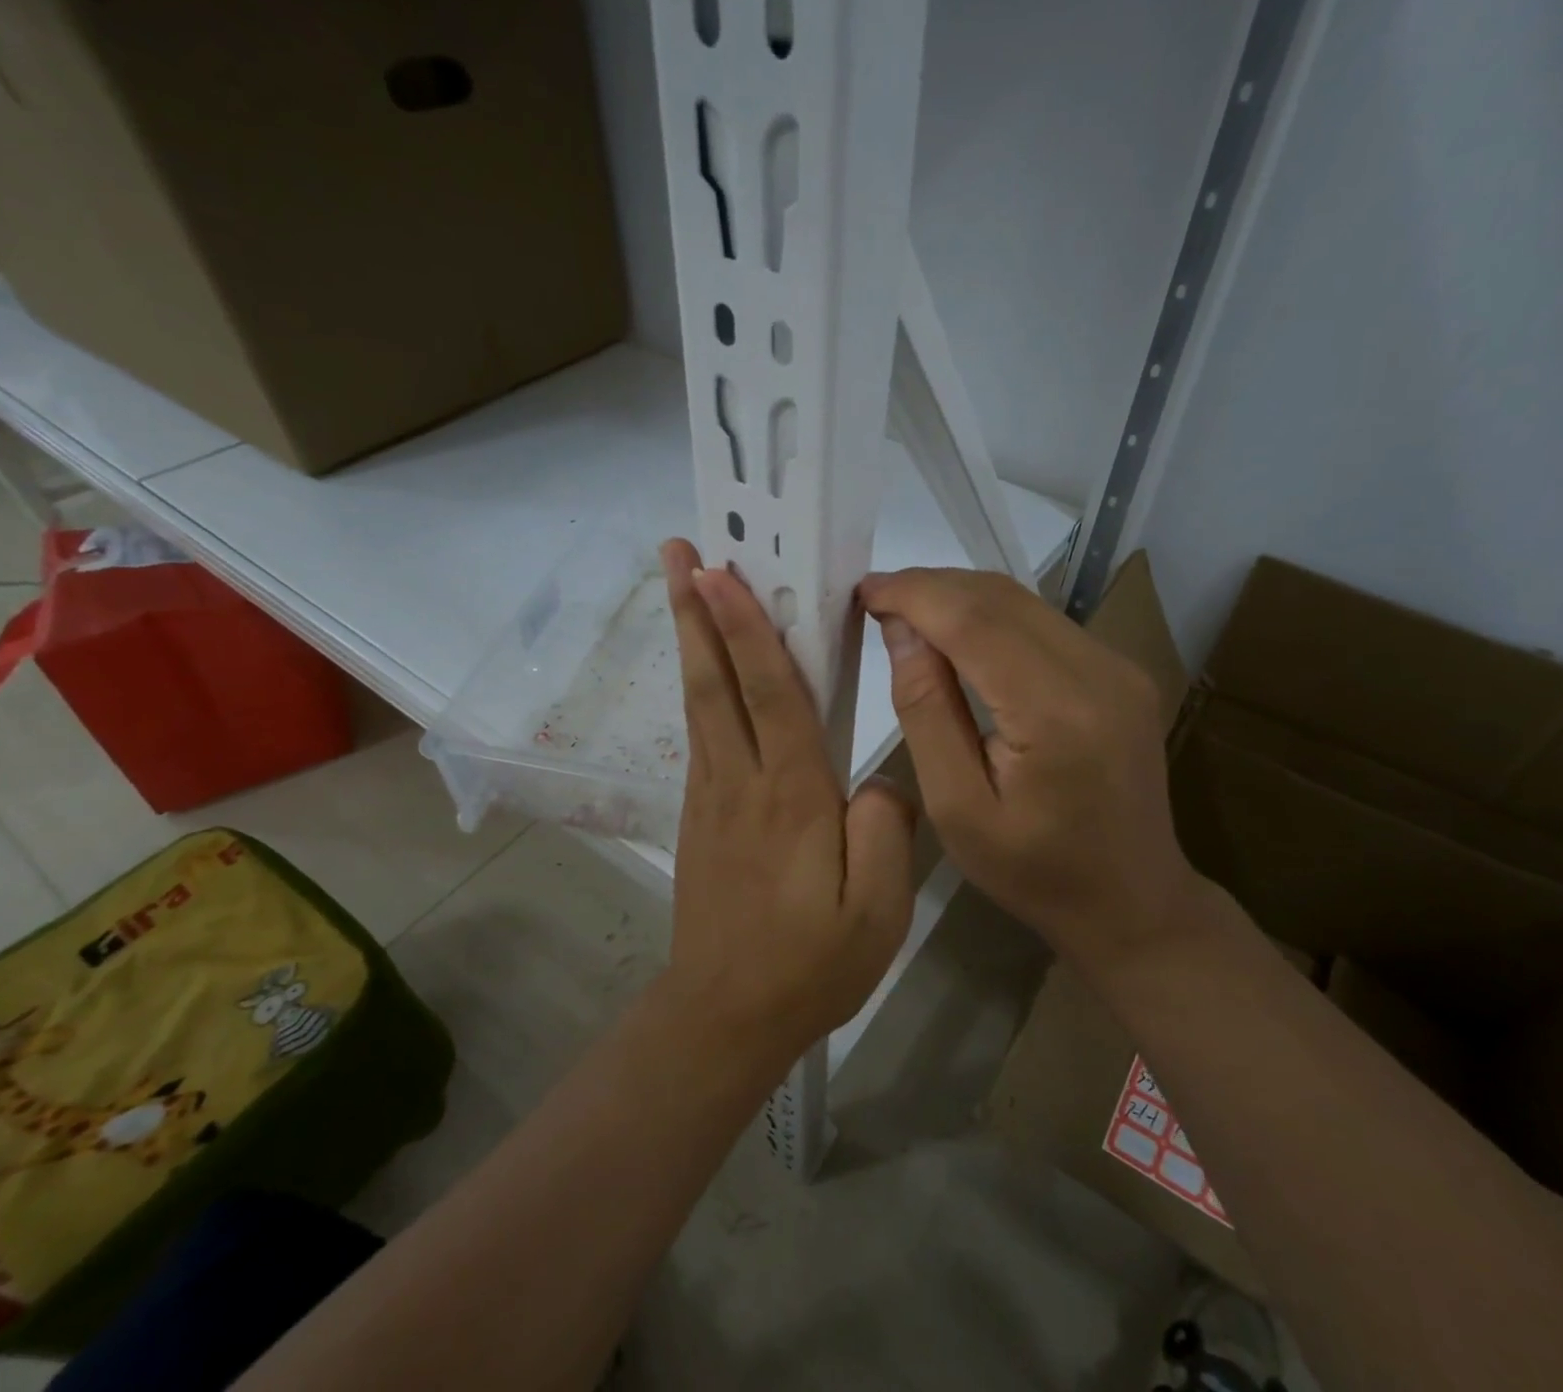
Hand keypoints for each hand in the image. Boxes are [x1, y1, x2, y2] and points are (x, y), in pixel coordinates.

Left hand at [661, 540, 915, 1060]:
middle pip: (714, 681)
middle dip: (696, 610)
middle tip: (677, 548)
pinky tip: (704, 666)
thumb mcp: (878, 910)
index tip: (719, 572)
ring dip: (690, 637)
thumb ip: (885, 829)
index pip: (768, 694)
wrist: (726, 1015)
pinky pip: (701, 731)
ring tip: (680, 582)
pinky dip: (700, 683)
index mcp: (791, 795)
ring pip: (700, 700)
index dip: (745, 629)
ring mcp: (711, 794)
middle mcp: (741, 780)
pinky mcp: (699, 812)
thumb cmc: (810, 965)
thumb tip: (877, 780)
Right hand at [858, 567, 1215, 979]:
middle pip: (1001, 597)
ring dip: (960, 598)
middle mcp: (1099, 672)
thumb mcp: (957, 808)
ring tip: (908, 615)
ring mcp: (1119, 666)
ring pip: (1024, 602)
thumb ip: (926, 711)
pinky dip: (992, 617)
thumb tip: (901, 630)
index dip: (914, 593)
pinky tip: (959, 637)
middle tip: (876, 600)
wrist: (1134, 901)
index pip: (974, 620)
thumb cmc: (1034, 872)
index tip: (862, 590)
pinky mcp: (1122, 670)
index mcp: (1057, 713)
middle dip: (931, 587)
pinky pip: (1044, 622)